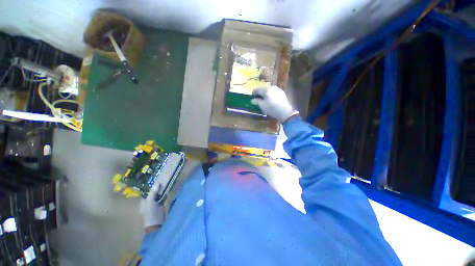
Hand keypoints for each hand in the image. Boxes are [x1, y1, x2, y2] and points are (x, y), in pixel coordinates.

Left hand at [139, 181, 164, 227]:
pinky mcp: (161, 204)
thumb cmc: (151, 213)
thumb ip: (153, 193)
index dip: (149, 185)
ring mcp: (155, 202)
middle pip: (153, 191)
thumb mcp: (150, 202)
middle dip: (157, 186)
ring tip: (166, 181)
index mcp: (144, 201)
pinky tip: (169, 187)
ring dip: (162, 189)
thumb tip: (157, 183)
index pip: (146, 191)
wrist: (157, 224)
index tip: (155, 178)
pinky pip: (163, 196)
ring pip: (158, 193)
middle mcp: (149, 201)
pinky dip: (165, 192)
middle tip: (162, 178)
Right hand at [251, 86, 296, 122]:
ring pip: (269, 90)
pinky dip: (270, 95)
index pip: (257, 89)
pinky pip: (273, 92)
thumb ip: (256, 101)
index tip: (252, 97)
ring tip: (264, 99)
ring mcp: (277, 89)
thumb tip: (252, 100)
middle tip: (258, 98)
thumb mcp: (262, 105)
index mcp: (266, 89)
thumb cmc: (271, 108)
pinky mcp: (281, 93)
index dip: (253, 93)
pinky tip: (270, 100)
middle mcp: (272, 87)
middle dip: (260, 93)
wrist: (284, 111)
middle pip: (263, 88)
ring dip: (265, 94)